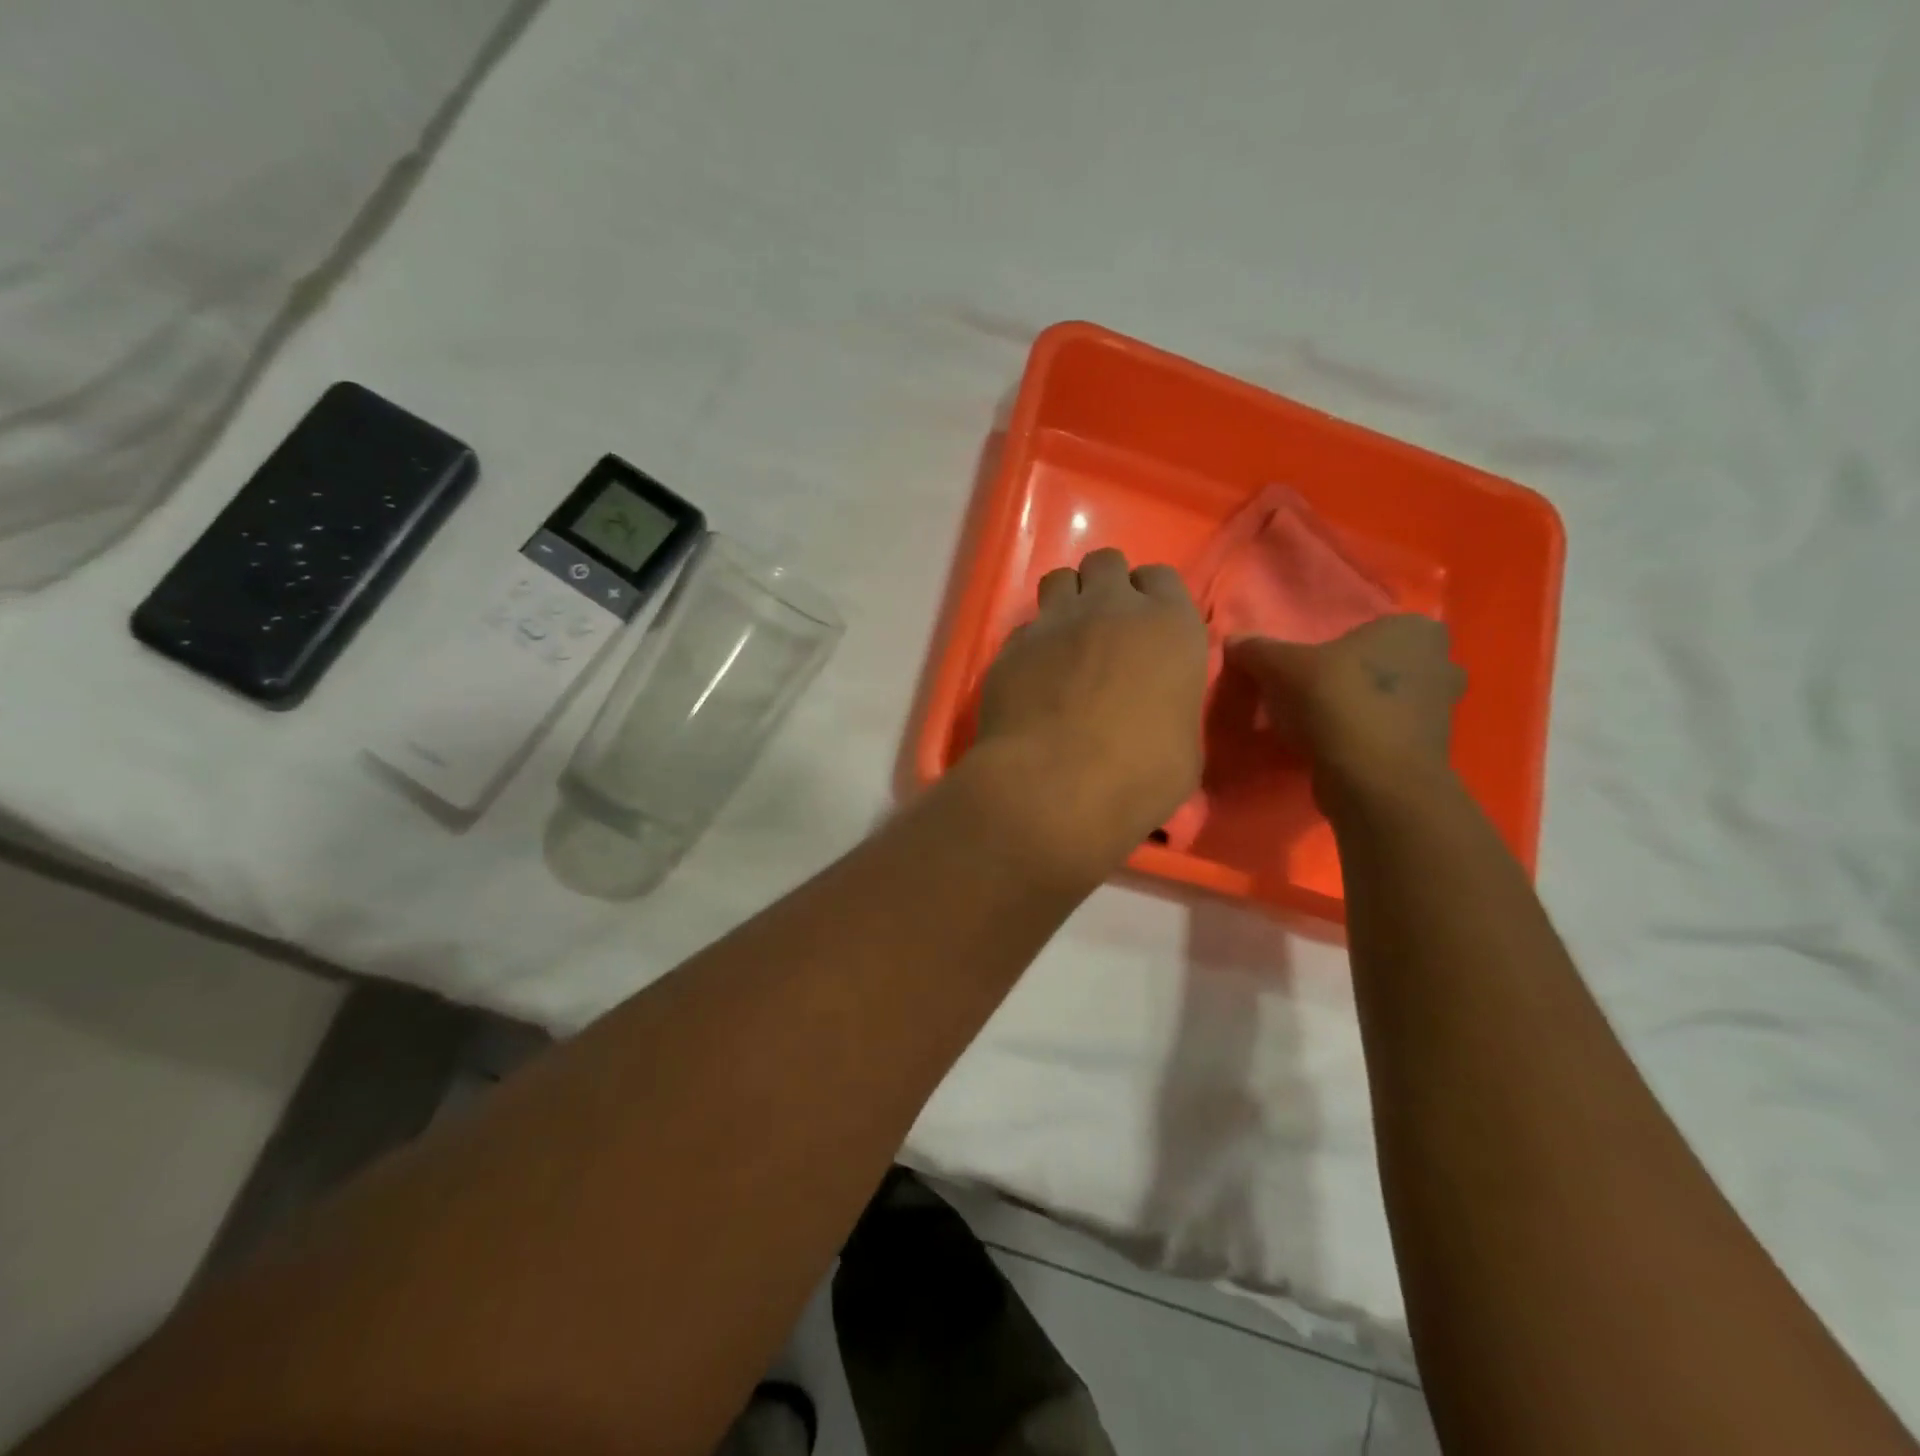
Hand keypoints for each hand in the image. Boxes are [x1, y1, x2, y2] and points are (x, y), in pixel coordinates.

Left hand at [967, 548, 1207, 880]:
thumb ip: (1172, 706)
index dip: (1152, 598)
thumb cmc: (1137, 775)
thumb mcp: (1183, 746)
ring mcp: (1055, 622)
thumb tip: (1158, 709)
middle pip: (1106, 563)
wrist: (1053, 786)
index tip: (1147, 627)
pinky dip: (1032, 643)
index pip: (1161, 577)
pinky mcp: (1011, 646)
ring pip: (1059, 579)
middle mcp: (1111, 608)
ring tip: (1066, 640)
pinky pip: (1025, 628)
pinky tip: (1033, 675)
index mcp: (1169, 625)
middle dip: (1106, 585)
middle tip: (1105, 627)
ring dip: (1066, 600)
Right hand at [1226, 615, 1463, 802]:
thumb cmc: (1336, 702)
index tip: (1313, 663)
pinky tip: (1332, 748)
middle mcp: (1442, 663)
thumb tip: (1234, 641)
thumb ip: (1257, 650)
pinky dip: (1365, 738)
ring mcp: (1442, 710)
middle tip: (1316, 689)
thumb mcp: (1280, 667)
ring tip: (1318, 723)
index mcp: (1415, 630)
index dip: (1343, 644)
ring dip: (1361, 709)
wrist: (1373, 779)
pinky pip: (1389, 733)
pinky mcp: (1429, 750)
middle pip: (1384, 664)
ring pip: (1389, 700)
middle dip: (1356, 676)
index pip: (1375, 626)